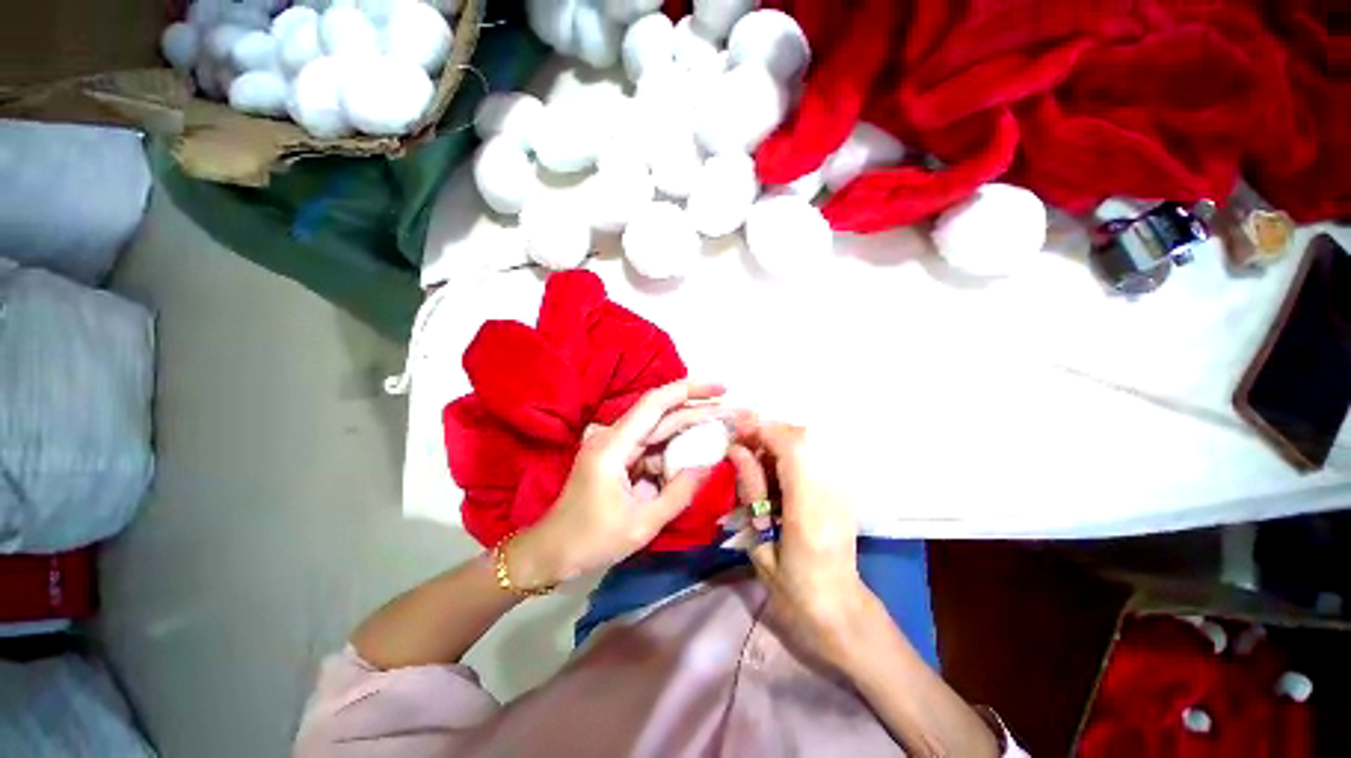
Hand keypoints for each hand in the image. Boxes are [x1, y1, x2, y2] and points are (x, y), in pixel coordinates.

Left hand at [510, 380, 731, 587]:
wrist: (551, 551)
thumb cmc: (591, 540)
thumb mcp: (642, 524)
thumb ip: (679, 494)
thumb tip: (708, 466)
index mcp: (614, 446)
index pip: (655, 404)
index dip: (690, 390)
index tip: (721, 388)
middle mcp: (614, 437)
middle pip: (663, 415)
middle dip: (700, 411)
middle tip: (735, 412)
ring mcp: (616, 446)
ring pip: (660, 431)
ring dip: (691, 431)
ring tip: (724, 431)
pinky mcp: (619, 458)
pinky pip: (653, 449)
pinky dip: (675, 452)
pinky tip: (698, 455)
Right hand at [730, 422, 878, 667]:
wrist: (842, 613)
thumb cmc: (795, 593)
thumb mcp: (761, 548)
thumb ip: (750, 494)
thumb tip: (737, 451)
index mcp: (808, 511)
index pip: (792, 448)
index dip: (763, 431)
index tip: (737, 434)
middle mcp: (831, 491)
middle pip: (803, 436)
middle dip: (768, 433)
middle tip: (742, 448)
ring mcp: (842, 489)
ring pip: (809, 442)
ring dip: (777, 443)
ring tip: (754, 464)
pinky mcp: (843, 490)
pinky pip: (814, 456)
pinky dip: (789, 455)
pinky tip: (773, 476)